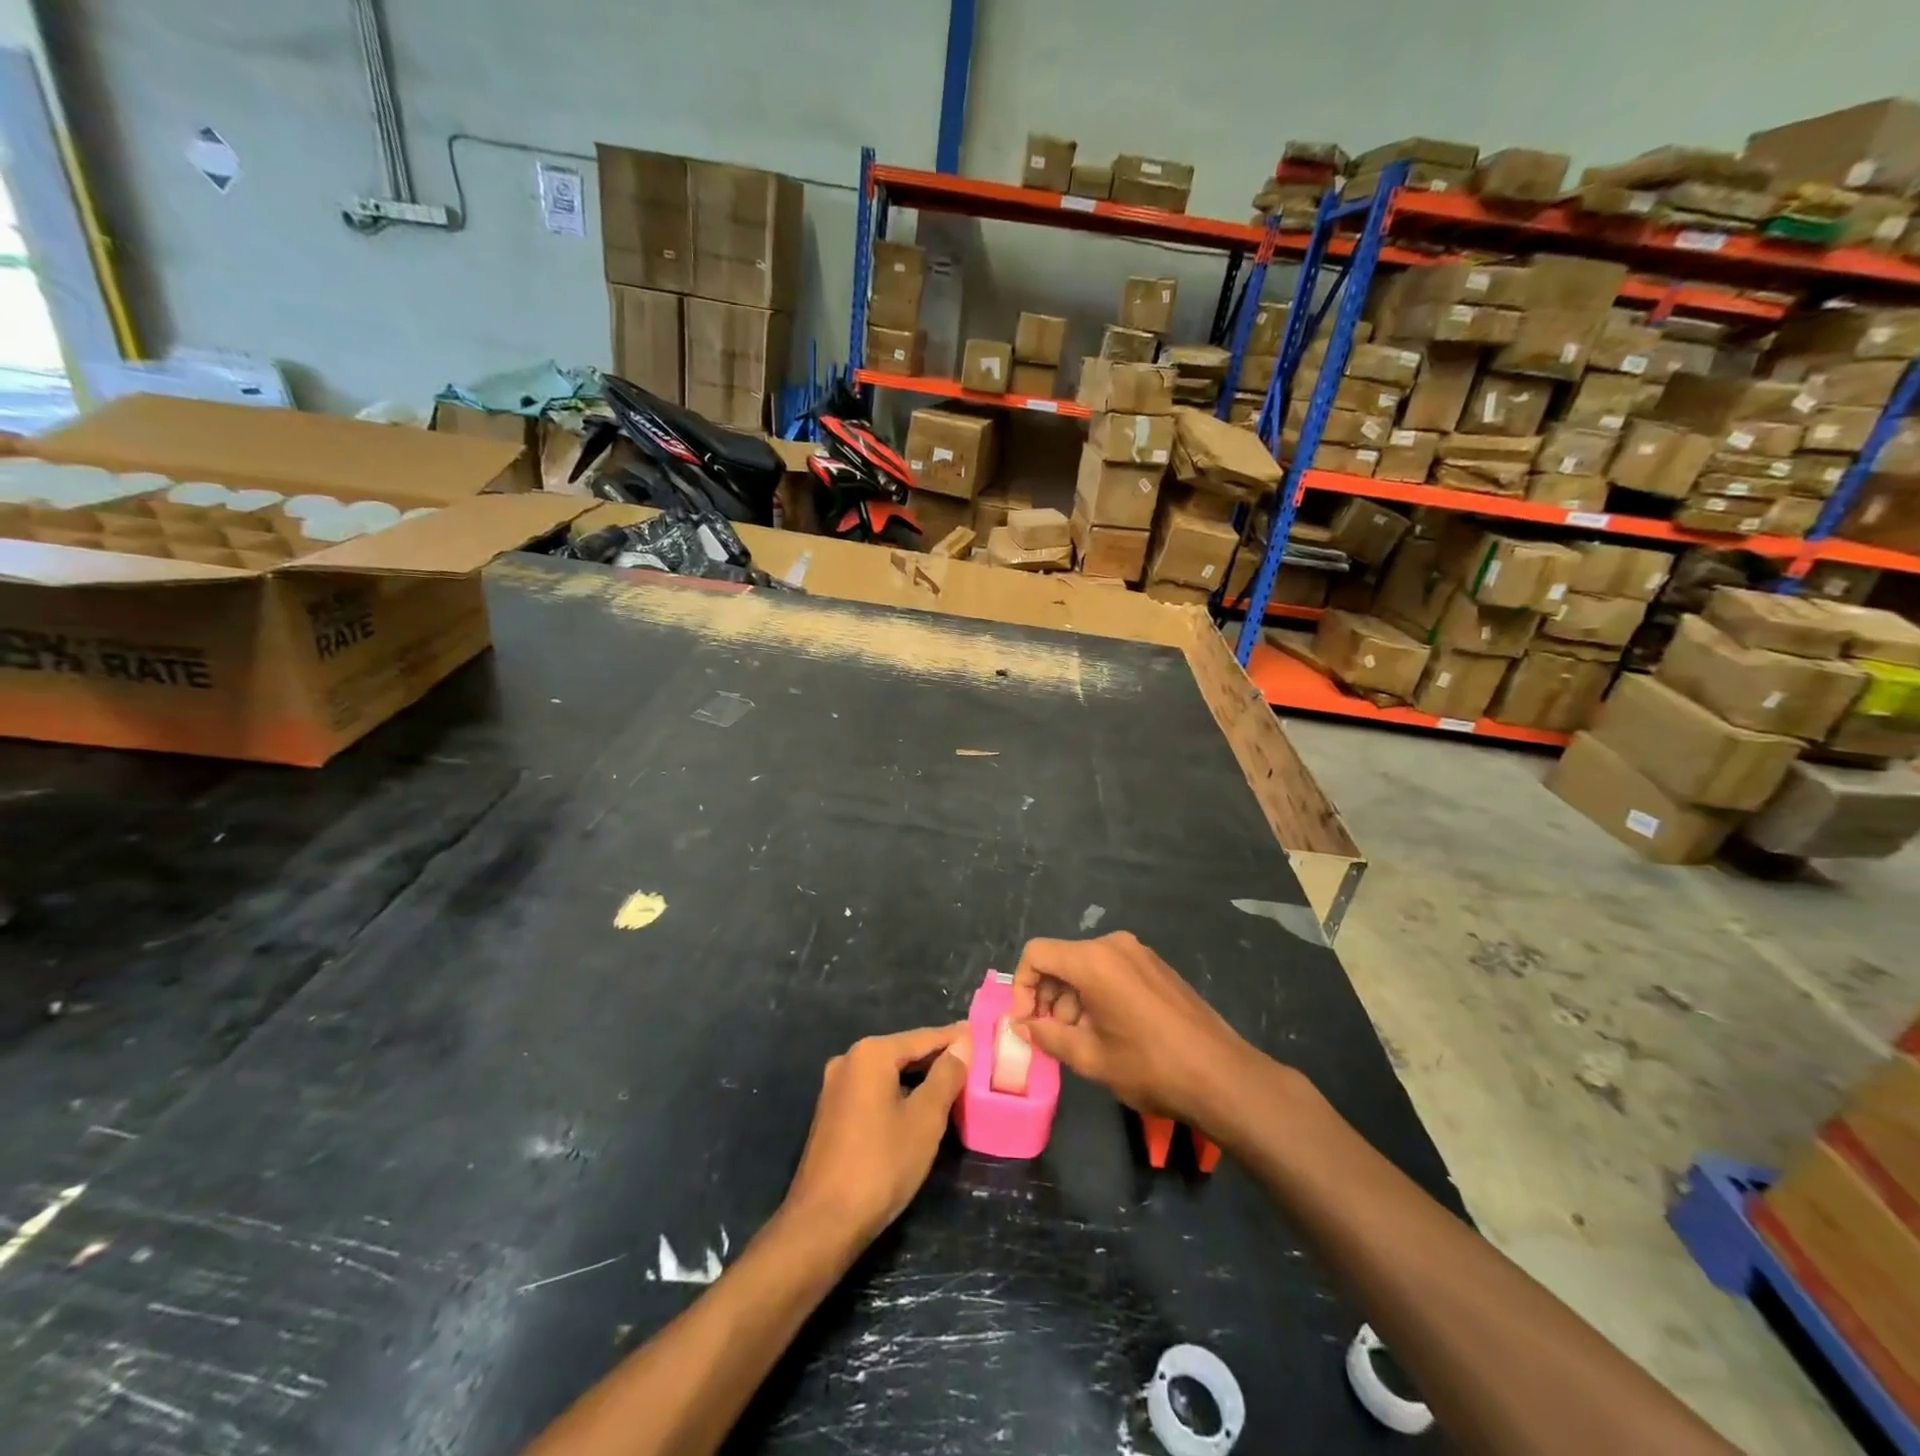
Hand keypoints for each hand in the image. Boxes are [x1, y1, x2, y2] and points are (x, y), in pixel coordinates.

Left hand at [783, 1024, 971, 1241]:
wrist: (823, 1222)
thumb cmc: (881, 1164)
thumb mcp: (925, 1119)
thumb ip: (946, 1075)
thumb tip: (963, 1042)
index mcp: (871, 1054)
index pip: (923, 1038)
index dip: (954, 1038)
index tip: (979, 1034)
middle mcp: (849, 1060)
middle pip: (903, 1052)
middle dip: (936, 1058)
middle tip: (971, 1061)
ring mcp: (835, 1087)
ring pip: (887, 1072)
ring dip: (917, 1077)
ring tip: (951, 1083)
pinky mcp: (831, 1112)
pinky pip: (873, 1090)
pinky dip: (897, 1093)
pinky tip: (917, 1107)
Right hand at [1011, 932, 1262, 1133]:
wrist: (1222, 1076)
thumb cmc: (1150, 1066)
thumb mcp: (1090, 1057)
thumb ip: (1048, 1036)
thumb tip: (1021, 1026)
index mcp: (1093, 960)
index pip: (1037, 954)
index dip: (1021, 987)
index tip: (1026, 1023)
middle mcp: (1114, 946)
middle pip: (1062, 960)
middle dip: (1047, 996)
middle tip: (1050, 1037)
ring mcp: (1139, 954)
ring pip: (1086, 967)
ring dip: (1072, 999)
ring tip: (1080, 1041)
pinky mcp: (1156, 967)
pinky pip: (1111, 971)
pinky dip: (1096, 995)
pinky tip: (1107, 1032)